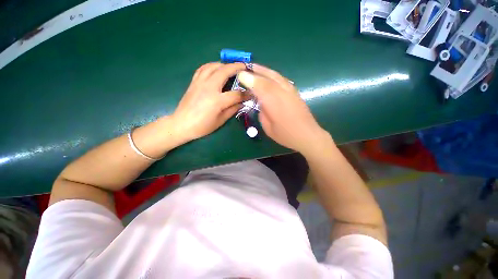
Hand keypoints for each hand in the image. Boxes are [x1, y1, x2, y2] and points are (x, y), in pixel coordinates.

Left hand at [172, 62, 246, 141]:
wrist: (182, 124)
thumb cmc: (202, 126)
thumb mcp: (220, 121)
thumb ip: (232, 110)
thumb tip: (242, 102)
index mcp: (217, 100)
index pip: (236, 94)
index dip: (245, 94)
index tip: (251, 94)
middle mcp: (209, 88)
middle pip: (225, 71)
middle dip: (236, 67)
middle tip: (245, 67)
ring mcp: (200, 83)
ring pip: (213, 66)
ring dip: (224, 64)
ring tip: (231, 67)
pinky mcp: (193, 82)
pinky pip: (203, 68)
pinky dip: (211, 66)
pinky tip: (216, 69)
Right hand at [237, 64, 329, 154]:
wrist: (307, 135)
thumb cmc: (286, 135)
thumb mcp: (268, 127)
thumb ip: (262, 112)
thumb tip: (260, 102)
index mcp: (274, 103)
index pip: (260, 86)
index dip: (249, 79)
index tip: (240, 74)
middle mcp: (283, 93)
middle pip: (268, 77)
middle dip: (256, 71)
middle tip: (246, 68)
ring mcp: (291, 91)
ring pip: (276, 76)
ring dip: (265, 71)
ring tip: (255, 68)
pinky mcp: (295, 92)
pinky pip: (281, 79)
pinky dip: (273, 75)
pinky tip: (269, 76)